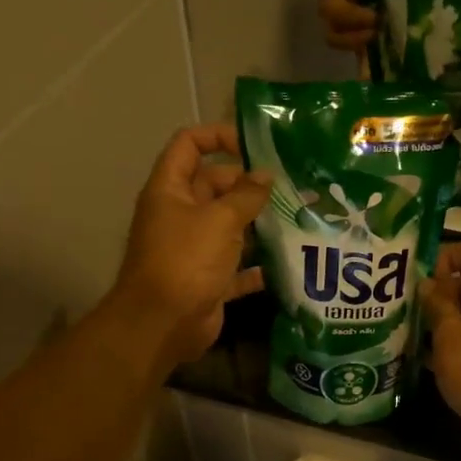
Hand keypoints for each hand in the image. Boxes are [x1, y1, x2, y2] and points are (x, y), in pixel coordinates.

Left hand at [112, 125, 271, 368]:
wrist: (162, 324)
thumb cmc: (186, 260)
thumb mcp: (220, 219)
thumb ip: (246, 195)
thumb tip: (265, 176)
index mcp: (171, 189)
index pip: (189, 144)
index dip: (218, 136)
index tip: (254, 146)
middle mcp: (180, 214)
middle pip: (215, 185)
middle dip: (249, 185)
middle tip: (290, 188)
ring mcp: (193, 248)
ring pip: (229, 226)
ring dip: (258, 224)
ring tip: (297, 219)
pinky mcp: (208, 279)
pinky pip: (236, 265)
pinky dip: (257, 265)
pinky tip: (286, 262)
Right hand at [420, 240, 460, 452]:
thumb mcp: (449, 333)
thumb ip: (436, 302)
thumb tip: (427, 284)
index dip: (446, 256)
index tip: (422, 279)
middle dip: (442, 288)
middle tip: (413, 305)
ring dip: (447, 313)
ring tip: (417, 326)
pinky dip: (458, 333)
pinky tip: (431, 350)